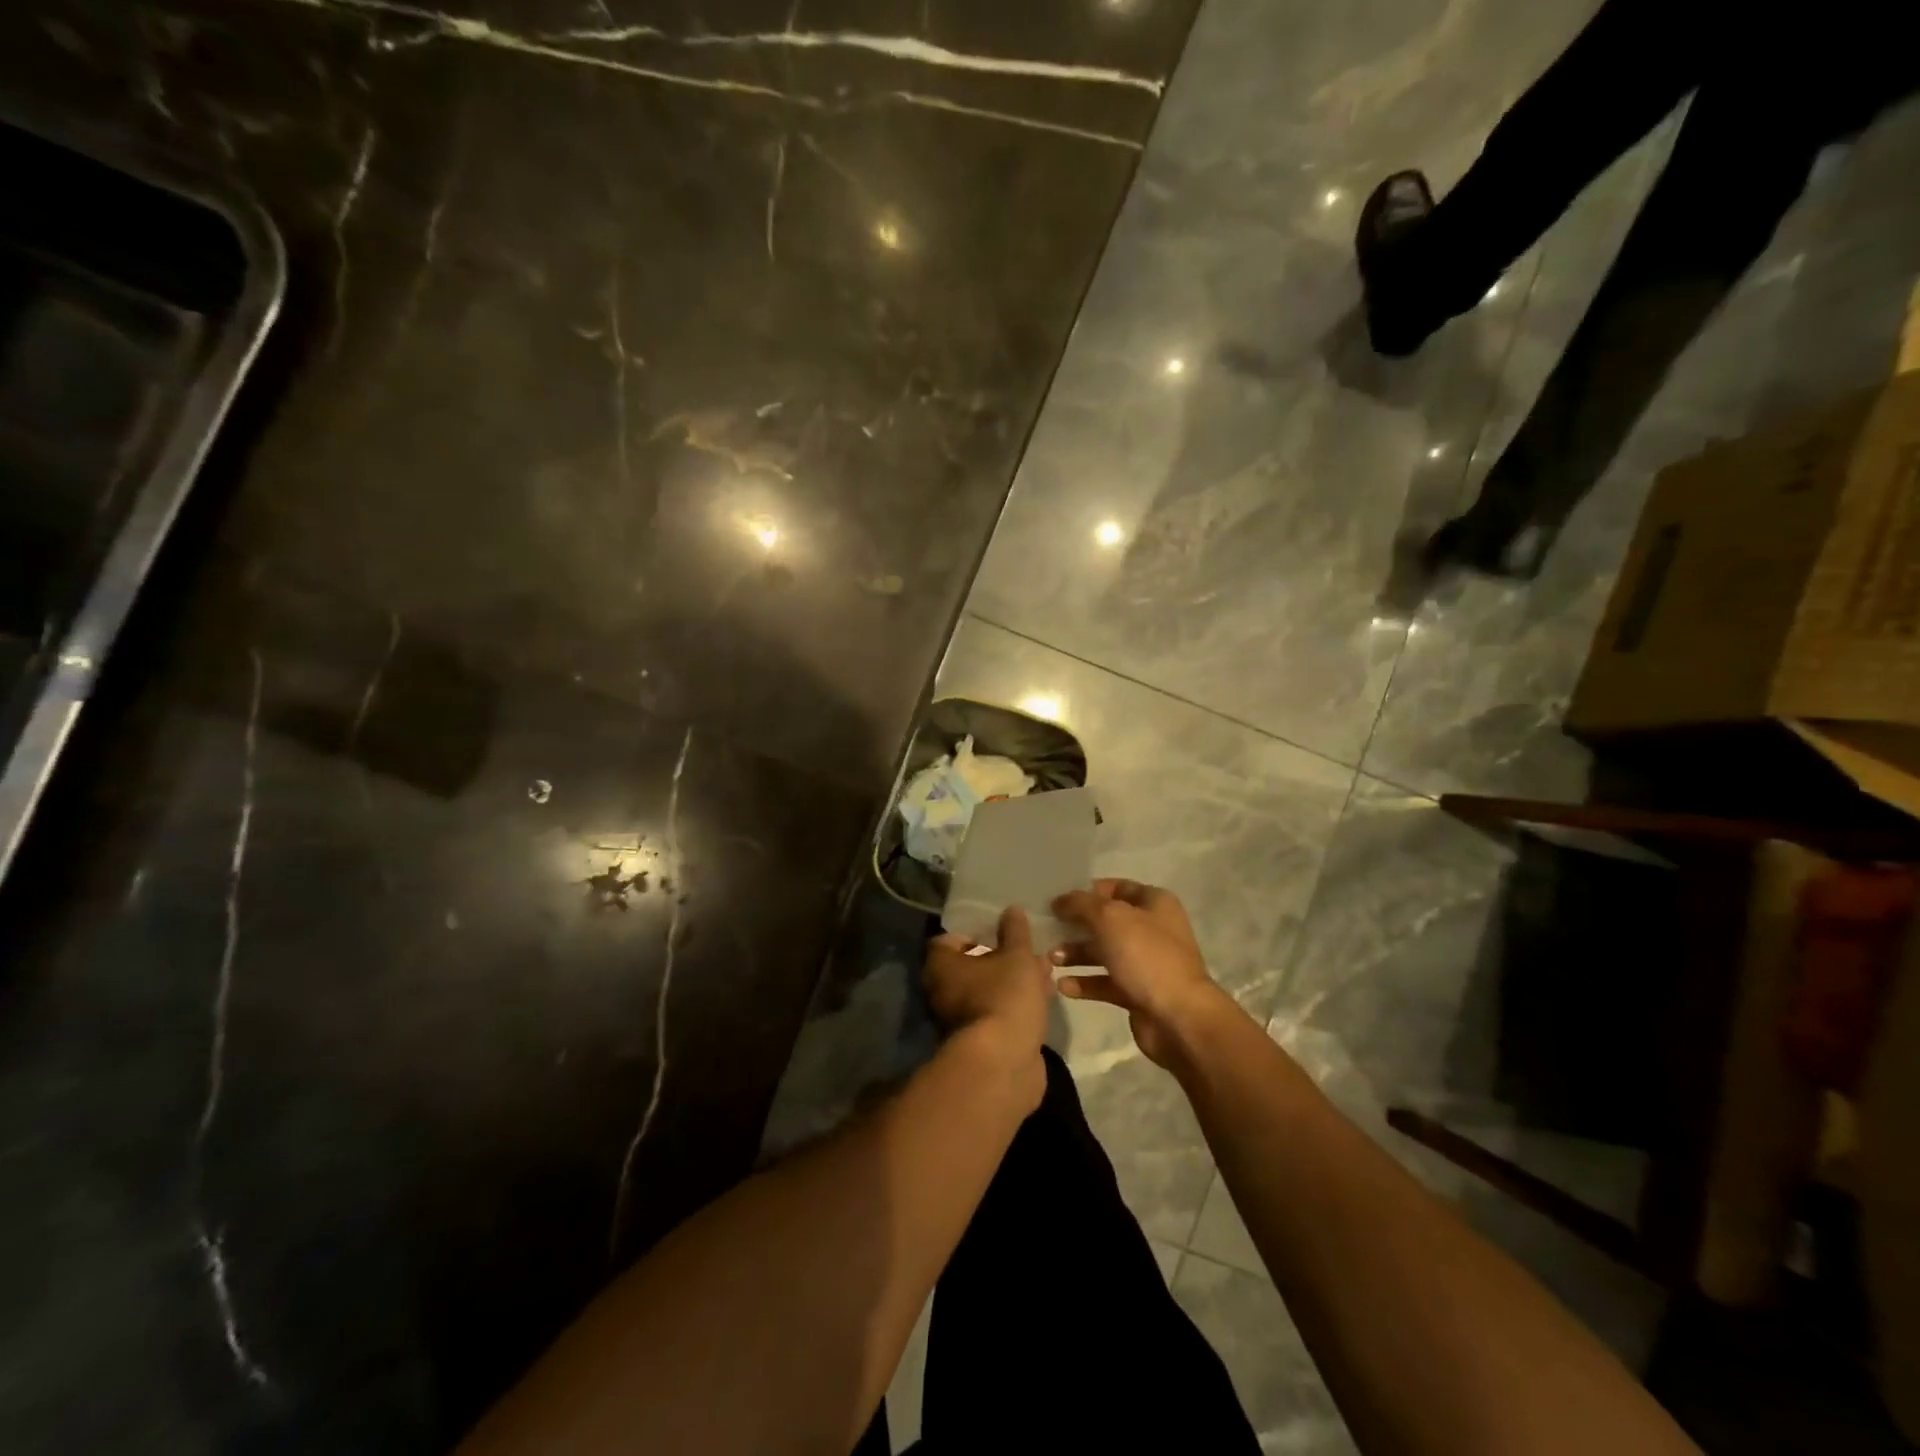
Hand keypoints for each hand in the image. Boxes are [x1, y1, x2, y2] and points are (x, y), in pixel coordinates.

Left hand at [922, 906, 1054, 1094]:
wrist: (1004, 1064)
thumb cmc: (1004, 996)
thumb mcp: (1016, 956)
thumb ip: (1015, 932)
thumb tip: (1011, 910)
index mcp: (941, 966)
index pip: (950, 939)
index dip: (975, 931)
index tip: (1000, 928)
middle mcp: (943, 991)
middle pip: (972, 965)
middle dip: (1003, 956)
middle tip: (1030, 949)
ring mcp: (961, 1019)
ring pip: (989, 990)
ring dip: (1014, 980)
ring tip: (1046, 970)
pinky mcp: (982, 1041)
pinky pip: (999, 1012)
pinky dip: (1017, 1003)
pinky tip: (1044, 996)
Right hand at [1051, 880, 1233, 1067]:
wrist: (1179, 1018)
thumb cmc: (1146, 956)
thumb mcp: (1109, 918)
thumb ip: (1081, 904)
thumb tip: (1060, 900)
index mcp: (1154, 904)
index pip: (1117, 887)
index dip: (1088, 891)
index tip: (1059, 900)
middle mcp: (1152, 930)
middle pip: (1107, 921)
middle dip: (1077, 926)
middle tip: (1048, 930)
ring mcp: (1146, 963)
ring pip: (1104, 953)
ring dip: (1076, 954)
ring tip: (1051, 959)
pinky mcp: (1137, 993)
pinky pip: (1105, 982)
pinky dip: (1085, 982)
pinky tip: (1062, 986)